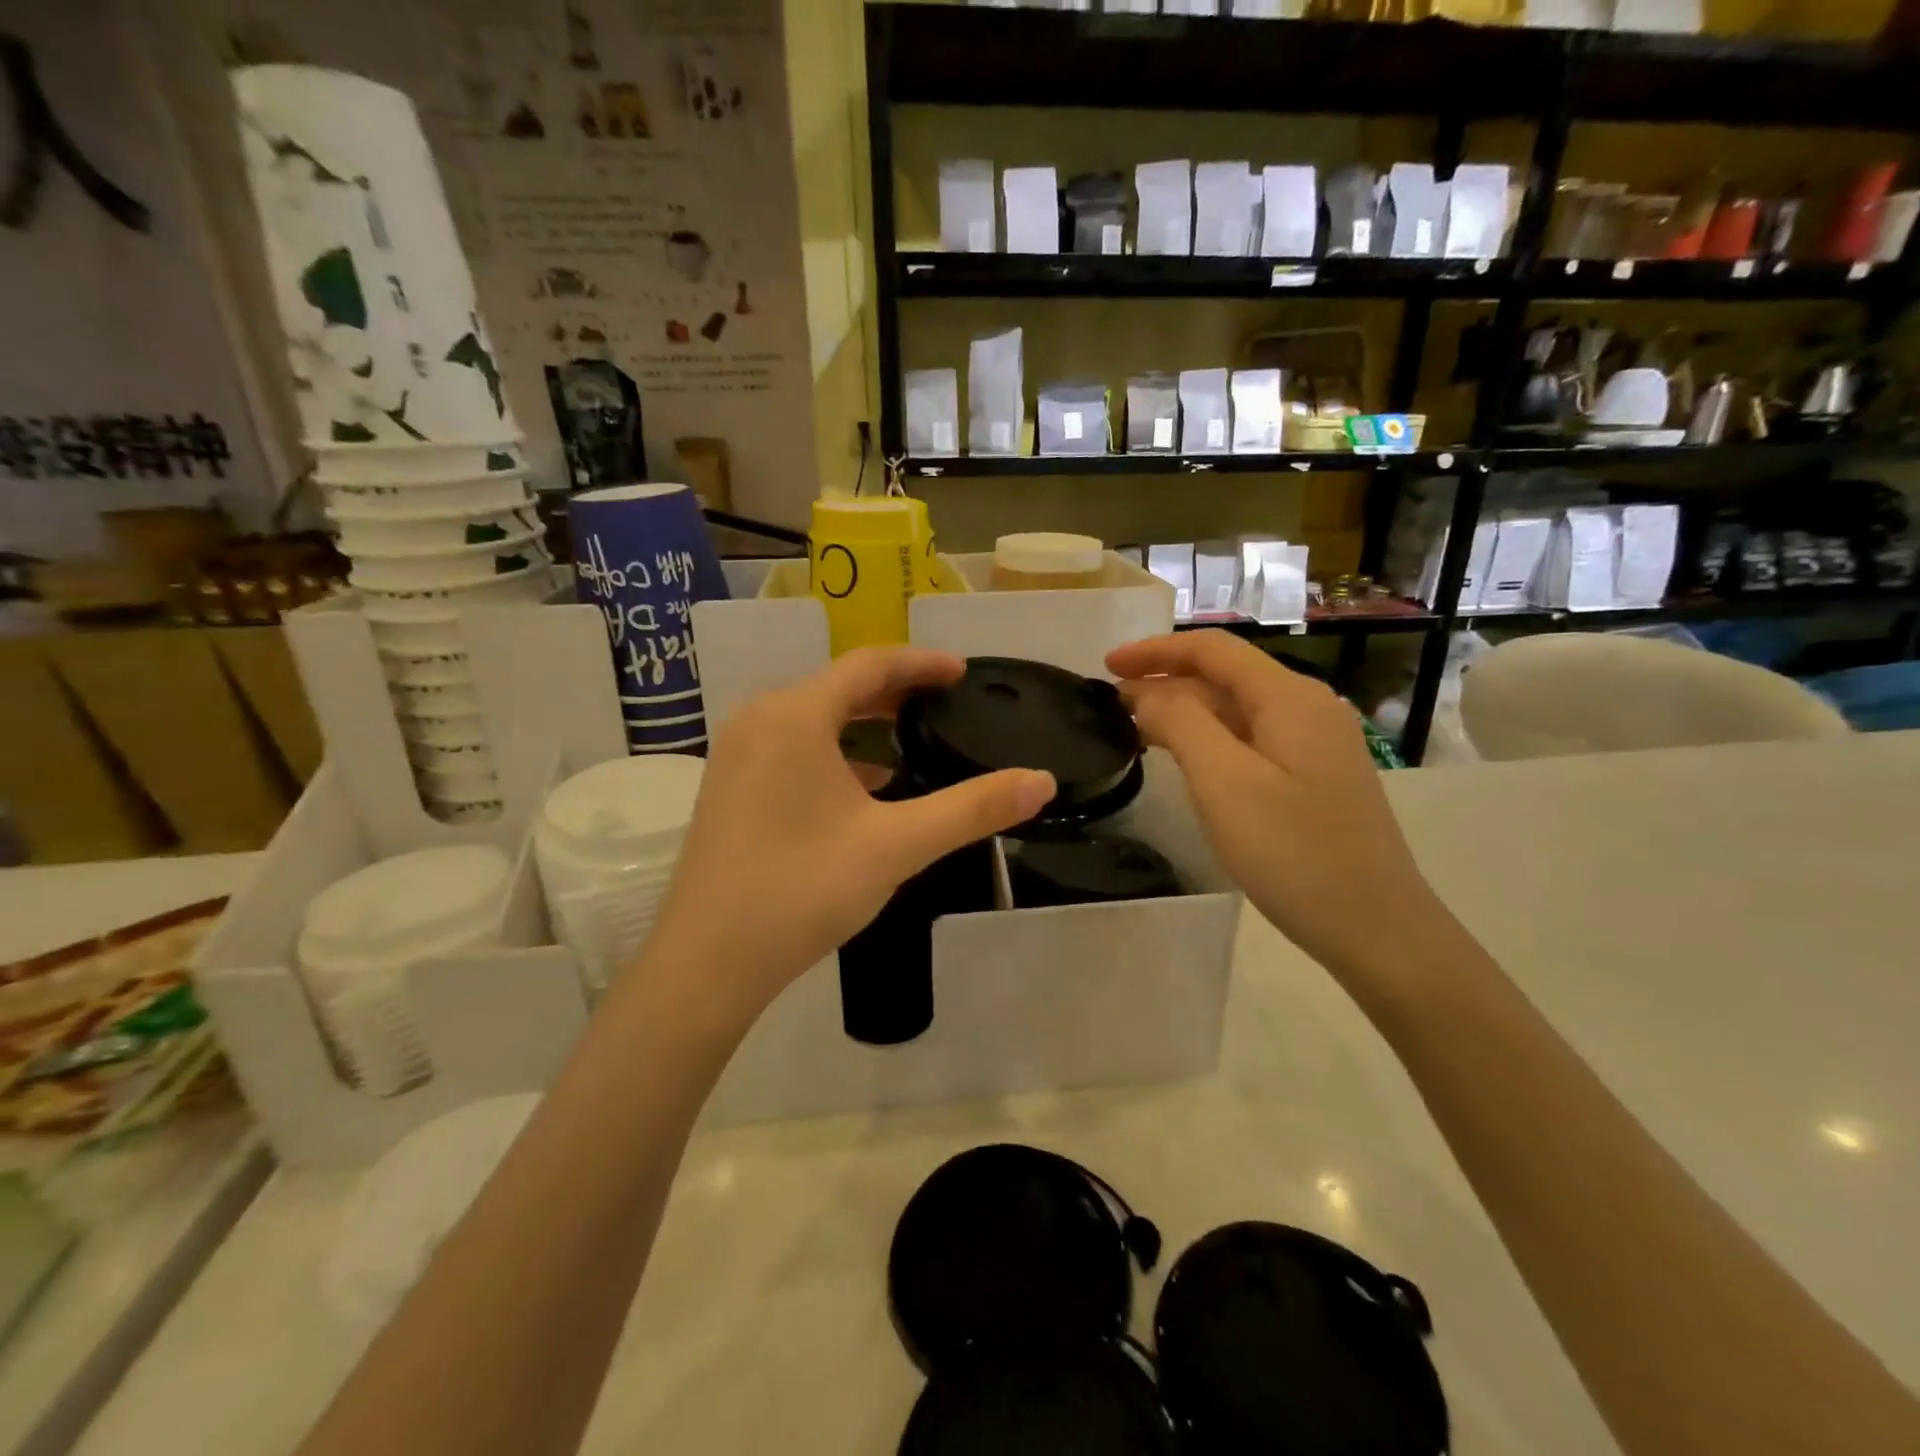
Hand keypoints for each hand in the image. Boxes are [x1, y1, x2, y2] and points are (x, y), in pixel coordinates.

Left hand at [640, 649, 1055, 1027]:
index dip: (921, 663)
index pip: (868, 665)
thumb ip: (971, 809)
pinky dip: (834, 753)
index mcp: (794, 715)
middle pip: (837, 686)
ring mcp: (736, 756)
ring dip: (862, 721)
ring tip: (910, 738)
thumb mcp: (897, 845)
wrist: (708, 963)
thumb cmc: (803, 889)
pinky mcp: (728, 790)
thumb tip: (1042, 781)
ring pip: (812, 719)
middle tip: (944, 701)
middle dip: (894, 690)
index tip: (963, 672)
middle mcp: (758, 721)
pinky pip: (791, 749)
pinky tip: (864, 788)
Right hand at [1107, 631, 1446, 980]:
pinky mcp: (1314, 776)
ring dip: (1184, 712)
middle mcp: (1307, 707)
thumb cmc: (1294, 852)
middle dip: (1165, 683)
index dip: (1155, 651)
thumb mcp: (1224, 782)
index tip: (1107, 667)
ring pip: (1237, 710)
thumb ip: (1180, 724)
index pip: (1212, 650)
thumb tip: (1147, 695)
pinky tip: (1184, 760)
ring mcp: (1315, 743)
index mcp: (1289, 697)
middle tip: (1111, 707)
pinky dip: (1209, 739)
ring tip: (1135, 730)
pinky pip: (1251, 739)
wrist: (1375, 927)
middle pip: (1225, 677)